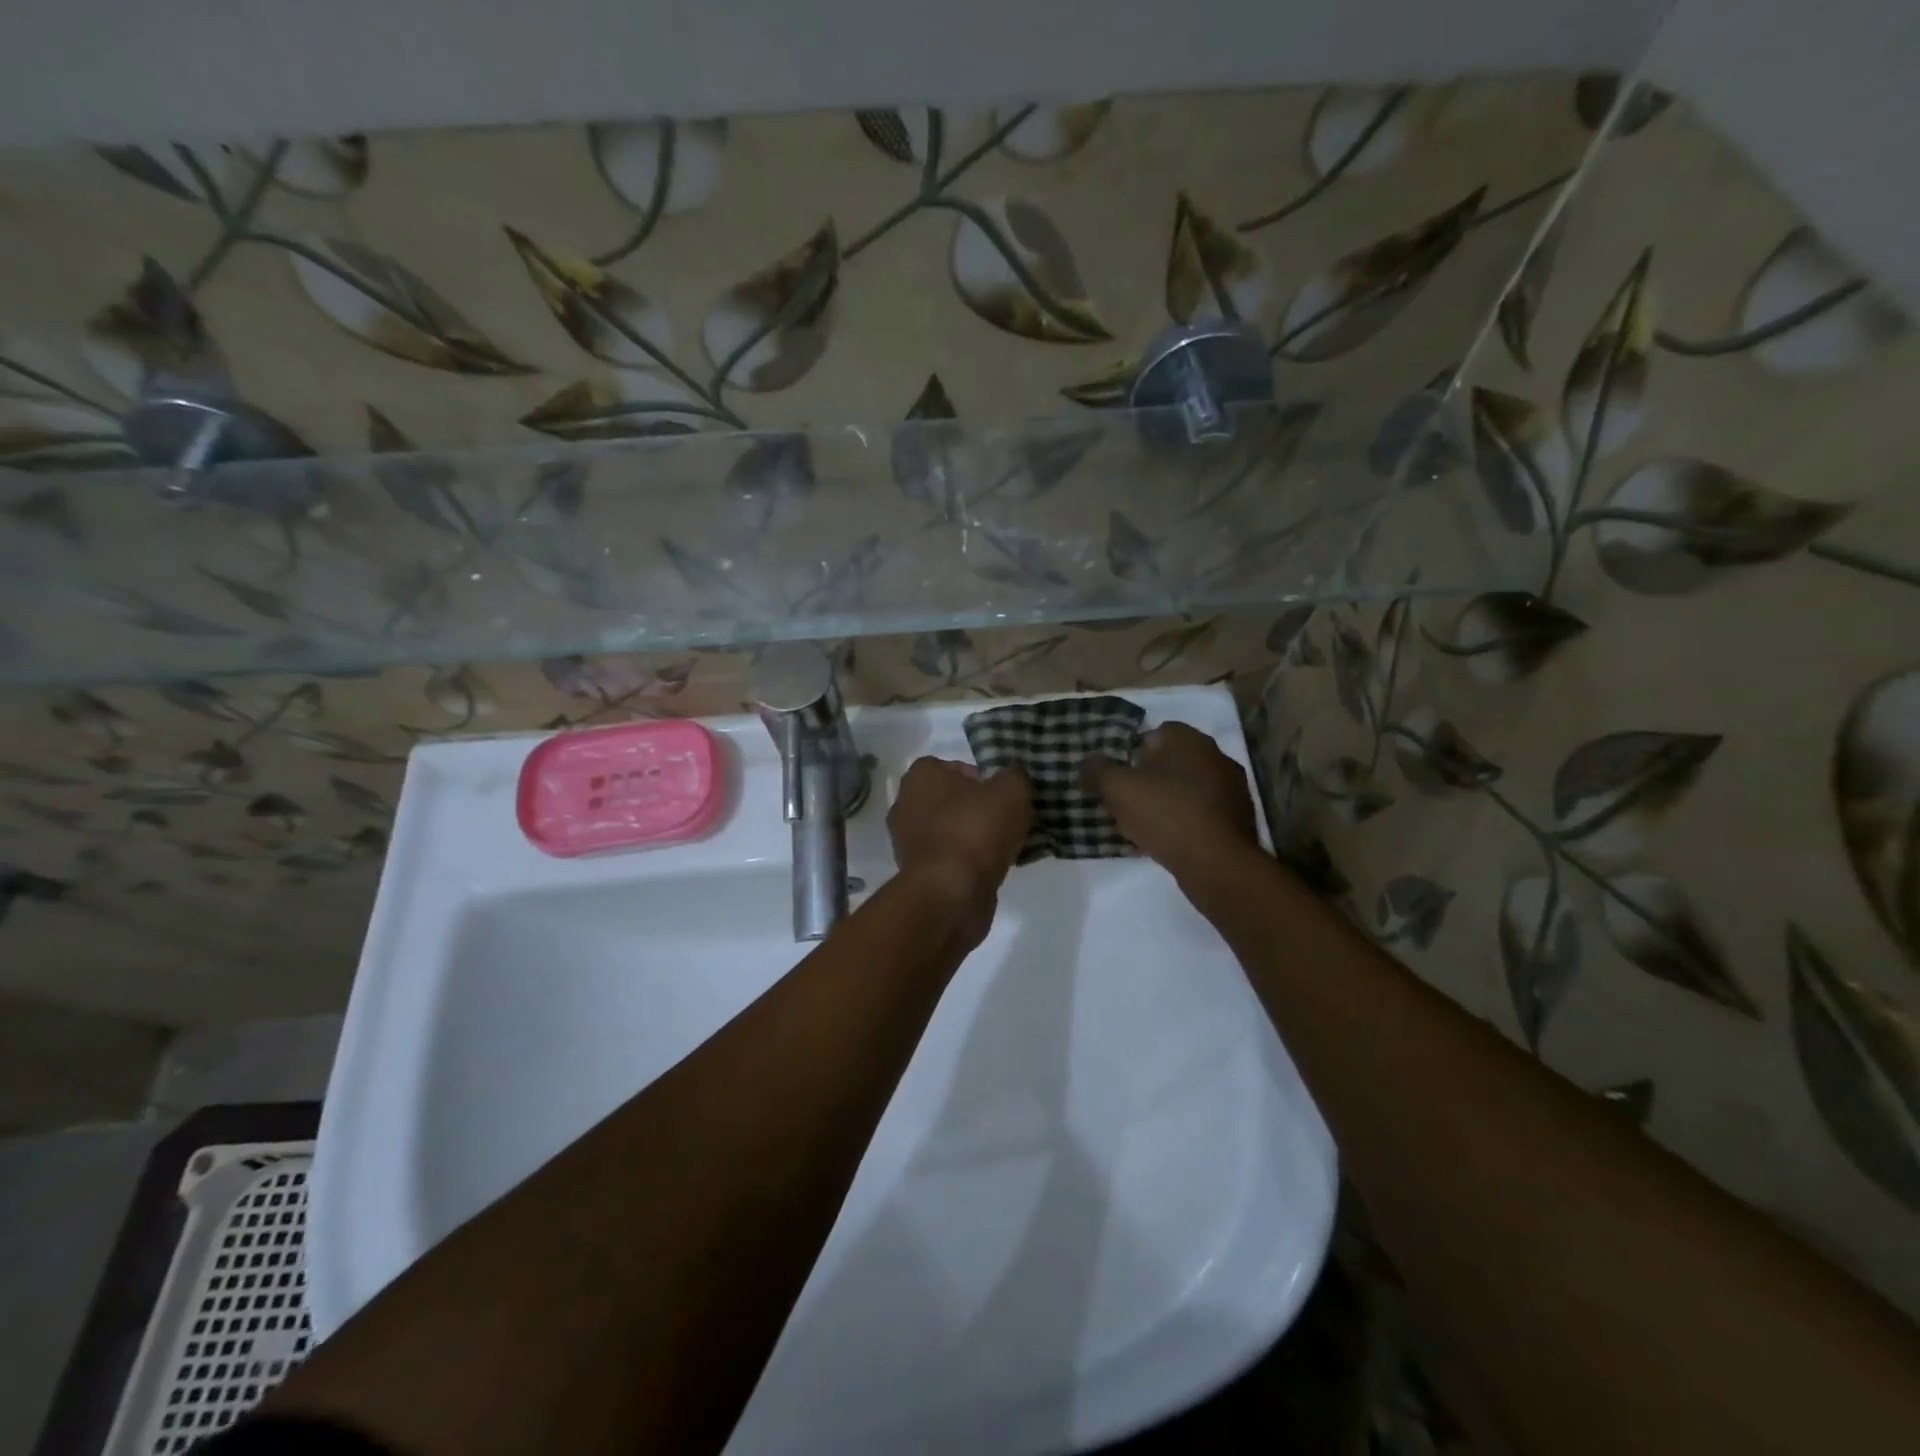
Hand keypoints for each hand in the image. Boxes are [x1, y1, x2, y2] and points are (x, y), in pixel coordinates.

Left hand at [887, 758, 1032, 905]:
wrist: (951, 892)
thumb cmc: (975, 829)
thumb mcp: (1012, 789)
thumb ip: (1015, 777)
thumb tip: (1013, 781)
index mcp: (920, 777)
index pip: (951, 767)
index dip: (980, 777)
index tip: (1002, 794)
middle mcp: (905, 805)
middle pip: (950, 800)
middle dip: (978, 808)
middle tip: (1007, 819)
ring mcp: (907, 843)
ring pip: (950, 831)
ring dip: (974, 837)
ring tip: (1006, 846)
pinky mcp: (917, 874)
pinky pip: (949, 859)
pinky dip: (968, 862)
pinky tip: (994, 869)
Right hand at [1081, 722, 1259, 881]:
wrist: (1217, 864)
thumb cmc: (1166, 814)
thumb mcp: (1117, 789)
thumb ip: (1097, 771)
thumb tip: (1086, 762)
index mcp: (1189, 740)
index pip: (1155, 733)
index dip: (1132, 752)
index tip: (1118, 776)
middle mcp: (1216, 756)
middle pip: (1172, 762)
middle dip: (1149, 778)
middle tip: (1126, 801)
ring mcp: (1232, 789)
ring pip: (1187, 789)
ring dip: (1167, 802)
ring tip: (1143, 826)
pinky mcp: (1239, 820)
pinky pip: (1202, 814)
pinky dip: (1184, 823)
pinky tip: (1167, 842)